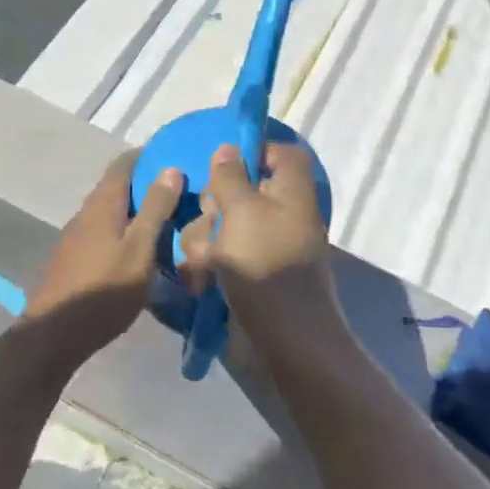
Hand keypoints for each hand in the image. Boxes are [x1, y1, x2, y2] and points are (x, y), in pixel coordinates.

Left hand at [23, 151, 182, 359]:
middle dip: (146, 184)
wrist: (55, 334)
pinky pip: (105, 232)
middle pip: (117, 187)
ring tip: (168, 220)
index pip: (124, 164)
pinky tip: (141, 248)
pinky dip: (125, 230)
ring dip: (136, 210)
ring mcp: (77, 237)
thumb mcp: (140, 249)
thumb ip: (156, 209)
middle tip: (182, 192)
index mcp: (102, 204)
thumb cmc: (104, 290)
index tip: (176, 156)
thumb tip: (171, 168)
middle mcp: (86, 213)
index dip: (148, 156)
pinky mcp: (75, 258)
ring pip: (111, 212)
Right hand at [178, 142, 343, 354]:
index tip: (221, 164)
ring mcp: (260, 247)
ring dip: (202, 240)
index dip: (254, 152)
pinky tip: (200, 282)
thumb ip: (229, 178)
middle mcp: (277, 215)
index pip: (281, 154)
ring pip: (217, 225)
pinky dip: (205, 266)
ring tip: (205, 264)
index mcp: (289, 193)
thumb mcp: (243, 212)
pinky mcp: (243, 274)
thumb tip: (228, 149)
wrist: (284, 339)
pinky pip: (216, 256)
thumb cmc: (266, 266)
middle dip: (212, 206)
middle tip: (212, 221)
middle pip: (237, 190)